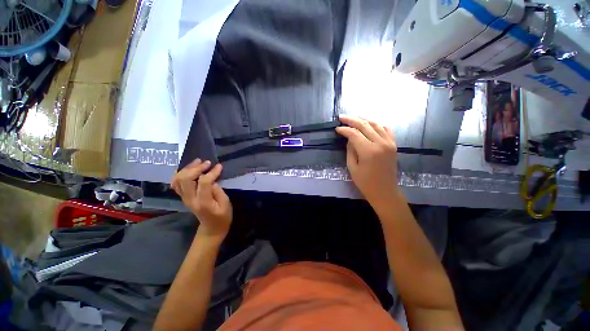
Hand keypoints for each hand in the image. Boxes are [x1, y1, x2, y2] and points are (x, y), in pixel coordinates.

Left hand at [171, 159, 232, 241]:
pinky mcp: (183, 197)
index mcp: (203, 202)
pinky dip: (180, 173)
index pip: (203, 182)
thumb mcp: (226, 205)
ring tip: (198, 162)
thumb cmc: (222, 217)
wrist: (211, 228)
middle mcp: (190, 199)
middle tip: (207, 163)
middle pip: (185, 179)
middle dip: (196, 168)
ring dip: (187, 168)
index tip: (219, 166)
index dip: (211, 172)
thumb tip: (213, 180)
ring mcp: (184, 198)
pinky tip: (188, 168)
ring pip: (178, 179)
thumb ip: (219, 191)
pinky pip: (175, 183)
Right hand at [336, 115, 399, 206]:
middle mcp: (380, 143)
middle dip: (351, 120)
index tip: (337, 128)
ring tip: (353, 118)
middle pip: (364, 125)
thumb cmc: (365, 183)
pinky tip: (369, 124)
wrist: (385, 191)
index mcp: (369, 151)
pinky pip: (386, 129)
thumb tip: (349, 138)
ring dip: (363, 119)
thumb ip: (350, 150)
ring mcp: (389, 143)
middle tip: (341, 117)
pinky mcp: (393, 144)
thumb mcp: (352, 167)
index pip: (354, 134)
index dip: (344, 129)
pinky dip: (376, 124)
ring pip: (375, 124)